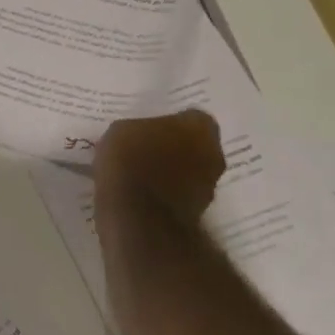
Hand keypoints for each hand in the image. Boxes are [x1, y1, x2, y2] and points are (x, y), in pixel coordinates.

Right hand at [94, 110, 224, 225]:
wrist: (138, 218)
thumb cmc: (130, 162)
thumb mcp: (120, 131)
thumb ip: (139, 130)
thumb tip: (140, 136)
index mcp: (200, 127)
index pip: (190, 117)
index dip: (169, 122)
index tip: (149, 129)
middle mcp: (214, 154)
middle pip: (194, 145)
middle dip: (174, 147)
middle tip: (144, 149)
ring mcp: (209, 186)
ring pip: (189, 171)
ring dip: (171, 172)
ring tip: (139, 174)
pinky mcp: (198, 212)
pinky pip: (179, 194)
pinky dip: (165, 193)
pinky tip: (140, 194)